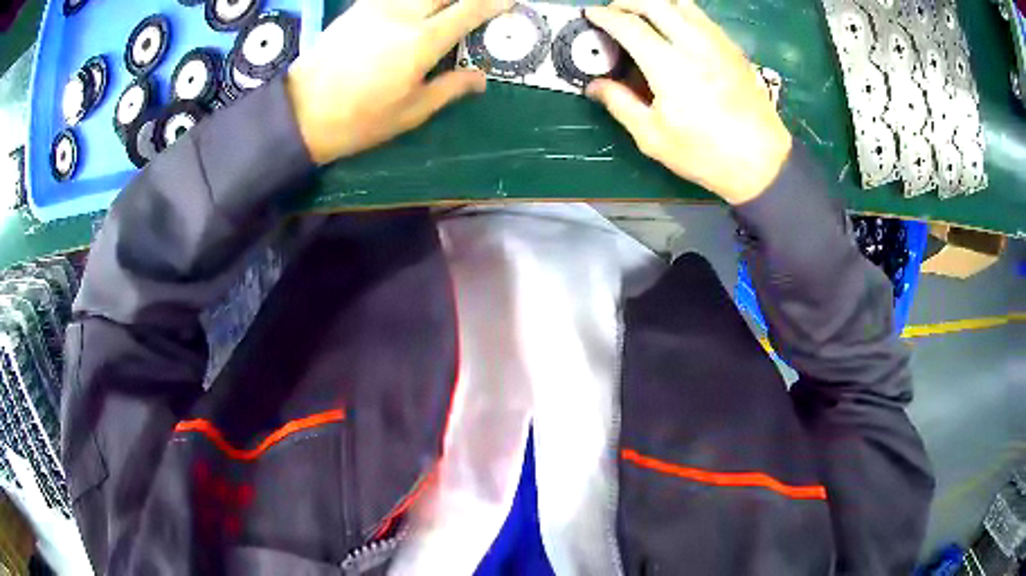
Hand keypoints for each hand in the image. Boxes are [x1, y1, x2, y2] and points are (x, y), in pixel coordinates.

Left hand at [287, 0, 511, 163]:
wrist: (302, 112)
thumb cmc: (359, 120)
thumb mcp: (411, 112)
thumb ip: (450, 88)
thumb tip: (480, 79)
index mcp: (422, 41)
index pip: (469, 10)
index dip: (492, 3)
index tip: (508, 1)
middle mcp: (403, 14)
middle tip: (473, 8)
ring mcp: (377, 7)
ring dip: (436, 1)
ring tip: (443, 11)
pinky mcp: (357, 8)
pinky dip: (409, 1)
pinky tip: (413, 10)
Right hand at [585, 0, 791, 204]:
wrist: (762, 162)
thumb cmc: (705, 154)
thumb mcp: (653, 137)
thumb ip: (620, 104)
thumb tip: (595, 86)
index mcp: (668, 66)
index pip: (628, 25)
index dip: (604, 16)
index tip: (590, 15)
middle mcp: (693, 44)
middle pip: (655, 2)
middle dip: (628, 1)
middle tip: (615, 12)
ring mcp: (717, 43)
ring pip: (682, 3)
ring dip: (656, 3)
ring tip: (643, 15)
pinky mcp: (733, 49)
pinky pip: (702, 17)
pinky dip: (680, 13)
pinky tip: (675, 29)